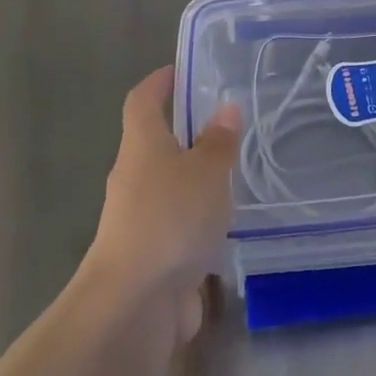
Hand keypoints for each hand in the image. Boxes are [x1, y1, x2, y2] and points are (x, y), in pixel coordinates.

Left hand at [83, 66, 240, 342]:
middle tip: (230, 124)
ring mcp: (142, 219)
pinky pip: (181, 225)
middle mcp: (136, 177)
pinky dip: (202, 220)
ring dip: (199, 180)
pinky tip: (233, 224)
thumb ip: (219, 142)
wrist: (134, 305)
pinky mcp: (154, 255)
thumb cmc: (169, 220)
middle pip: (158, 144)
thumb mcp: (206, 172)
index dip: (159, 82)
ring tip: (241, 172)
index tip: (182, 70)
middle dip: (189, 132)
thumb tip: (226, 107)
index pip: (143, 100)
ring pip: (172, 187)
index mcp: (141, 146)